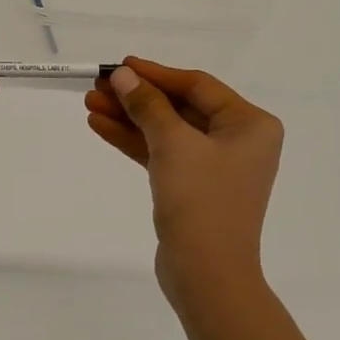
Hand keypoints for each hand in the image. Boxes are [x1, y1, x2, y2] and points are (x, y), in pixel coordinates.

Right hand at [85, 57, 282, 301]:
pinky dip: (134, 142)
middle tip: (97, 86)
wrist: (206, 275)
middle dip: (136, 98)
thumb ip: (147, 105)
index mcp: (249, 124)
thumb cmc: (201, 201)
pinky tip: (101, 127)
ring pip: (166, 132)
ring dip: (129, 119)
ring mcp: (215, 167)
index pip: (197, 86)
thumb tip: (123, 74)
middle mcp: (238, 141)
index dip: (155, 74)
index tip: (119, 65)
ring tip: (89, 105)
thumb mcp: (173, 144)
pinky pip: (162, 155)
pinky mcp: (193, 189)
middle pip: (179, 108)